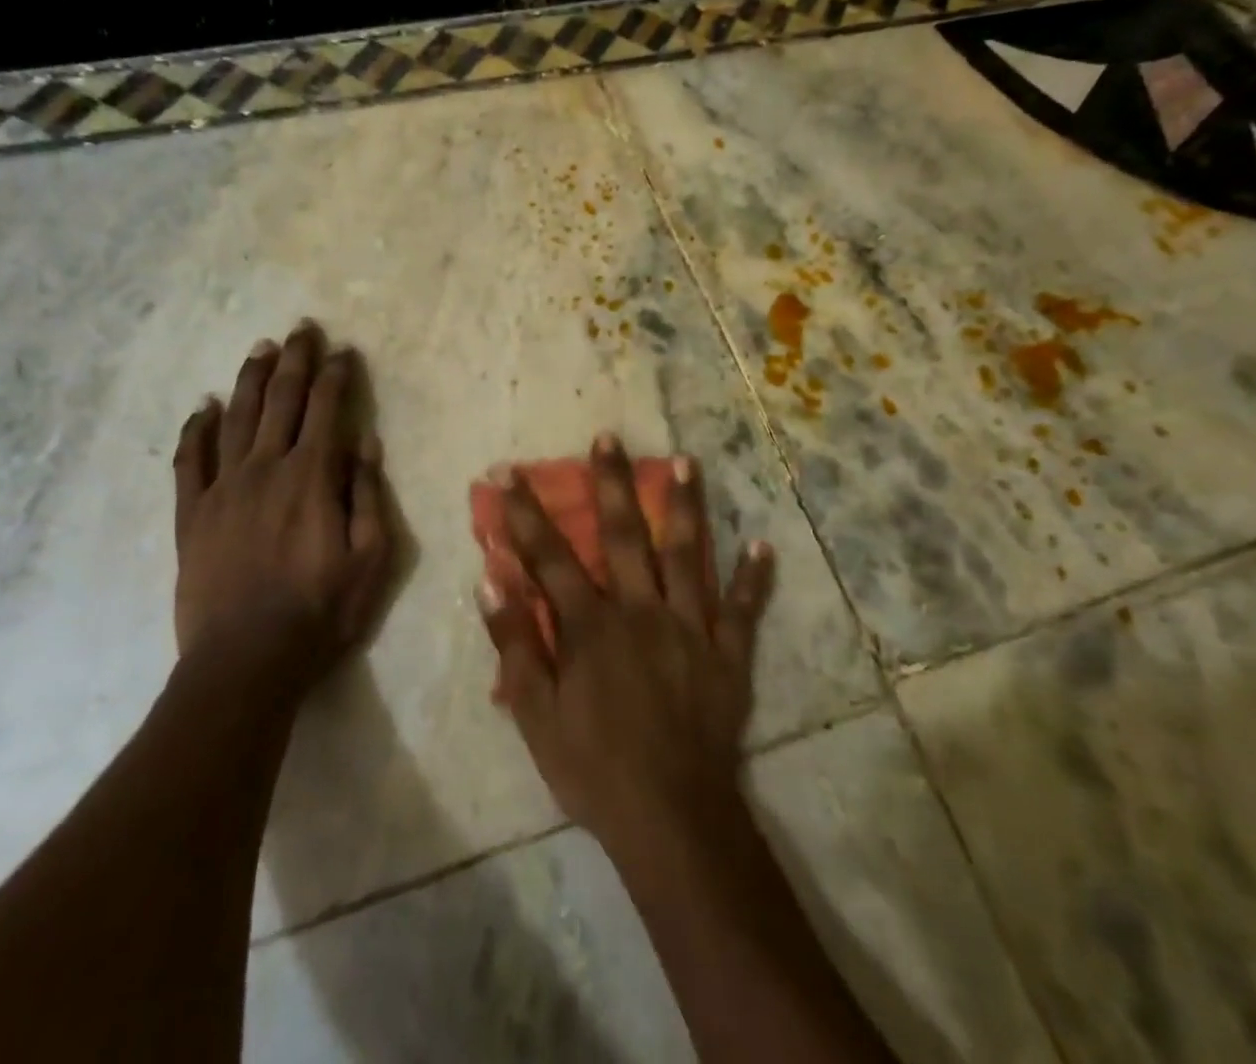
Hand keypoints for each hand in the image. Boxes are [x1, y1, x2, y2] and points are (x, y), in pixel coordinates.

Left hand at [171, 321, 393, 681]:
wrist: (245, 662)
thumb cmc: (320, 612)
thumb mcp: (371, 558)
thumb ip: (368, 494)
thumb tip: (365, 439)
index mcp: (312, 476)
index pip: (327, 409)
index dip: (337, 375)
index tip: (345, 351)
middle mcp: (265, 469)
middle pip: (282, 400)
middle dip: (296, 361)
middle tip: (302, 329)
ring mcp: (223, 489)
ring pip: (237, 418)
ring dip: (250, 380)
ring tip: (261, 349)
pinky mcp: (191, 515)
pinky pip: (189, 461)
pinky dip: (195, 430)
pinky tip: (202, 407)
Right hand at [477, 434, 774, 859]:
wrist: (671, 818)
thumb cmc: (593, 768)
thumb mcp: (536, 715)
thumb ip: (514, 644)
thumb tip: (491, 579)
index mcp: (590, 625)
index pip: (550, 557)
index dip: (526, 513)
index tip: (511, 472)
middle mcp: (640, 610)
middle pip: (622, 535)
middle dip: (611, 483)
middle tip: (608, 437)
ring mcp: (690, 627)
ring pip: (687, 555)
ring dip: (685, 507)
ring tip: (688, 462)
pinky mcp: (727, 654)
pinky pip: (743, 610)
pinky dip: (753, 578)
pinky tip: (764, 546)